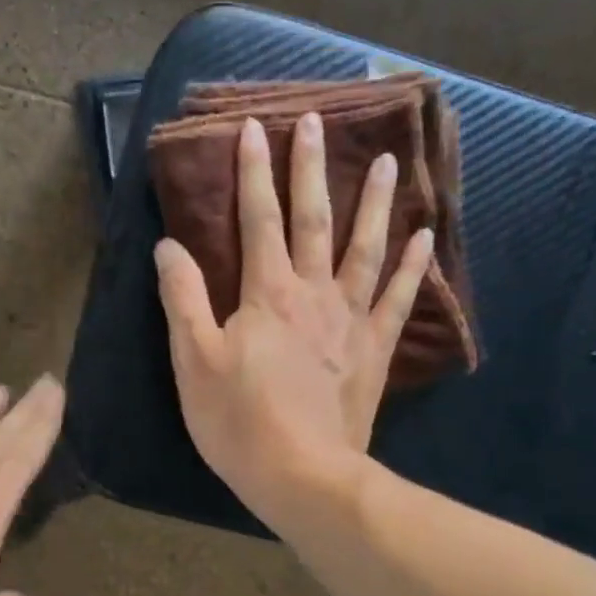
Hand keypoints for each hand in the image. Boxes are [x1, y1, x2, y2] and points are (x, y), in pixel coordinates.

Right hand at [155, 113, 430, 518]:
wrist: (302, 475)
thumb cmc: (238, 420)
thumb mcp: (193, 361)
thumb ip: (182, 299)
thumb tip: (170, 247)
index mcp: (266, 294)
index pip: (257, 219)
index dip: (252, 173)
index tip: (253, 128)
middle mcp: (313, 294)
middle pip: (313, 219)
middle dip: (309, 168)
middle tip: (314, 120)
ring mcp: (350, 320)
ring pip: (365, 248)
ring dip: (373, 202)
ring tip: (385, 160)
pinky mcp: (373, 350)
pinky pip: (397, 299)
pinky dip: (413, 266)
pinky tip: (426, 238)